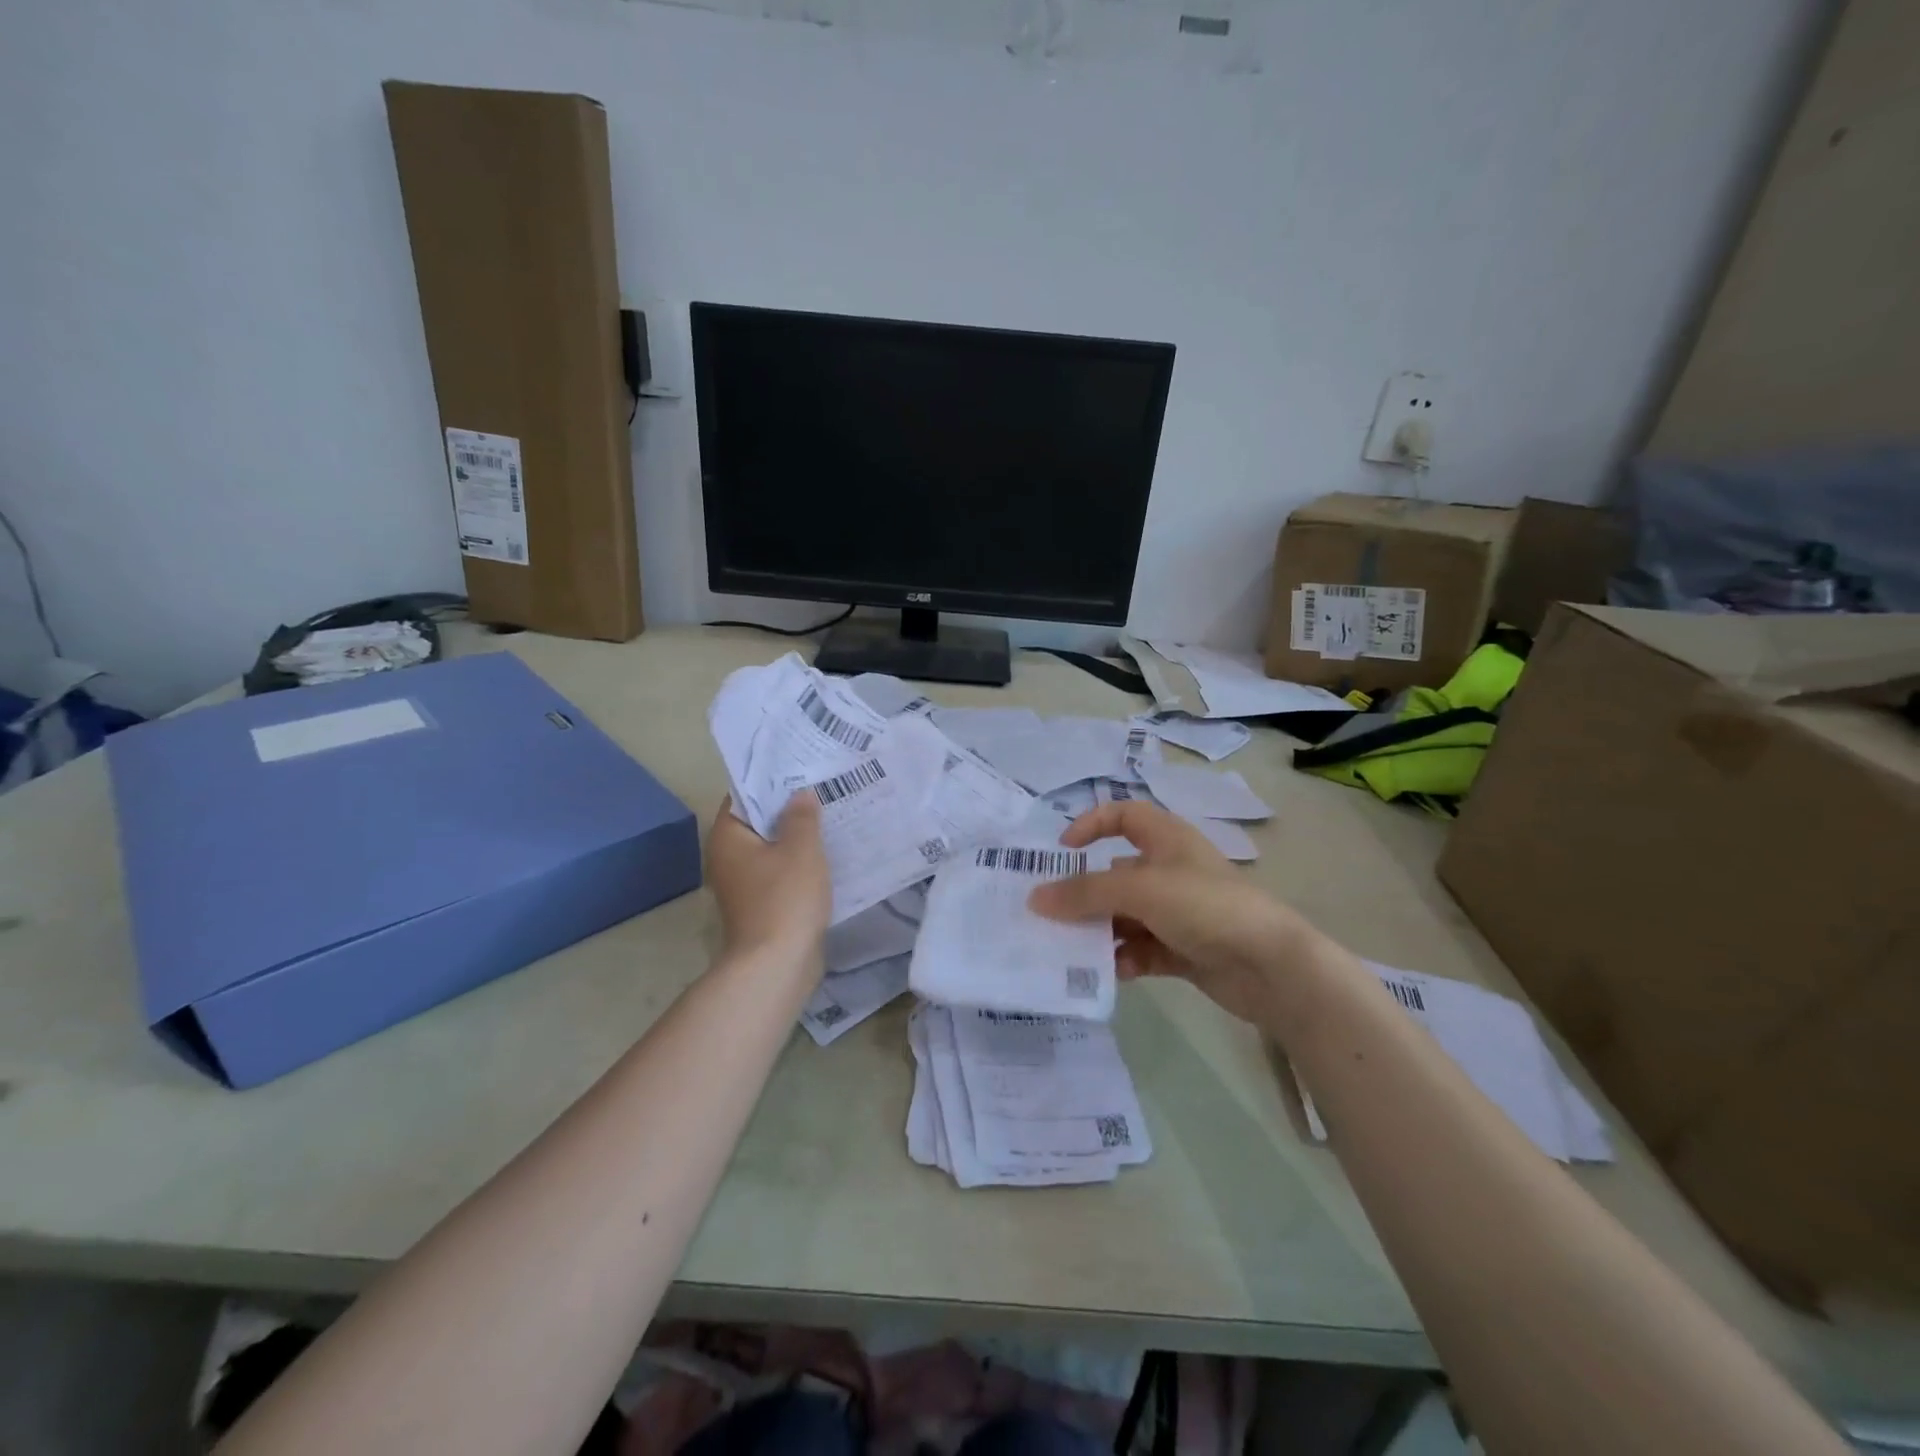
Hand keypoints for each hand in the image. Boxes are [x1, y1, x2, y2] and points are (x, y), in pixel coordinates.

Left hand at [706, 793, 831, 970]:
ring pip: (773, 850)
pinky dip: (800, 864)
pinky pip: (782, 873)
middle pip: (759, 823)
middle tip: (822, 789)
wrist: (777, 964)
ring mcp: (744, 885)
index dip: (771, 781)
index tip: (800, 769)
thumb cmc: (784, 898)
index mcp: (728, 838)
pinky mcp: (762, 905)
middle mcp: (728, 858)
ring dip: (798, 838)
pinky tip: (829, 855)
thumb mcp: (800, 848)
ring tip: (831, 817)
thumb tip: (800, 794)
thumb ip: (801, 816)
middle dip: (789, 809)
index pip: (744, 796)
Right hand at [1027, 801, 1322, 1026]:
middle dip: (1084, 892)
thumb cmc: (1206, 906)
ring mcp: (1178, 913)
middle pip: (1116, 873)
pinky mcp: (1184, 950)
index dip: (1091, 824)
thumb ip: (1086, 893)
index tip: (1061, 851)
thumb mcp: (1140, 889)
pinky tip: (1109, 973)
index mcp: (1167, 840)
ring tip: (1069, 949)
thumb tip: (1035, 898)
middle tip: (1048, 913)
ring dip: (1099, 931)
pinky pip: (1141, 949)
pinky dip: (1124, 958)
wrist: (1273, 967)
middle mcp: (1170, 871)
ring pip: (1125, 916)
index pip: (1124, 815)